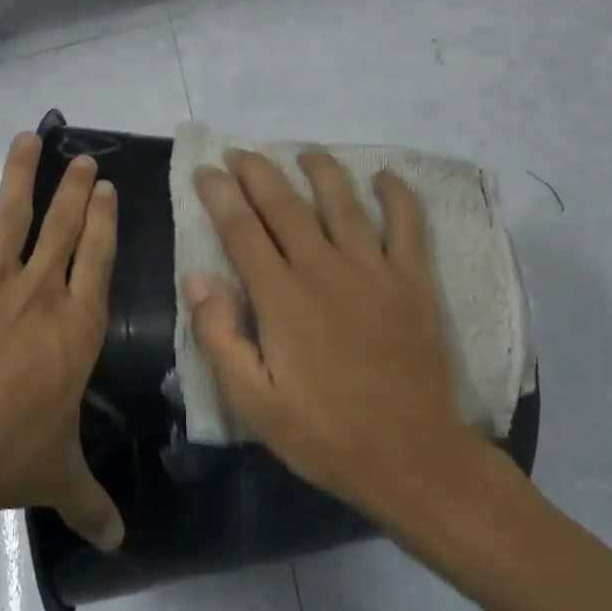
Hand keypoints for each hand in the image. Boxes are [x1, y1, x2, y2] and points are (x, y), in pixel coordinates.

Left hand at [0, 132, 123, 550]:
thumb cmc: (5, 458)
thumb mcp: (58, 478)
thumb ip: (92, 503)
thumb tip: (122, 545)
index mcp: (76, 328)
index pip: (98, 259)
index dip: (105, 220)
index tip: (108, 188)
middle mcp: (39, 294)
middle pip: (62, 228)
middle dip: (75, 189)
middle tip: (84, 159)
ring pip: (11, 216)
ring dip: (23, 175)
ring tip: (31, 138)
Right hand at [185, 150, 495, 518]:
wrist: (412, 458)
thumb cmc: (324, 434)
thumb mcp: (252, 402)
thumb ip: (220, 336)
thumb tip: (197, 277)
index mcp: (281, 298)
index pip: (241, 230)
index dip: (219, 195)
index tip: (205, 169)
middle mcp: (324, 269)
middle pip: (285, 206)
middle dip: (258, 173)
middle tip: (241, 152)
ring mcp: (374, 271)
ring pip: (343, 203)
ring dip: (321, 171)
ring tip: (306, 153)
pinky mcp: (414, 282)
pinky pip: (408, 225)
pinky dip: (397, 196)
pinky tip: (385, 177)